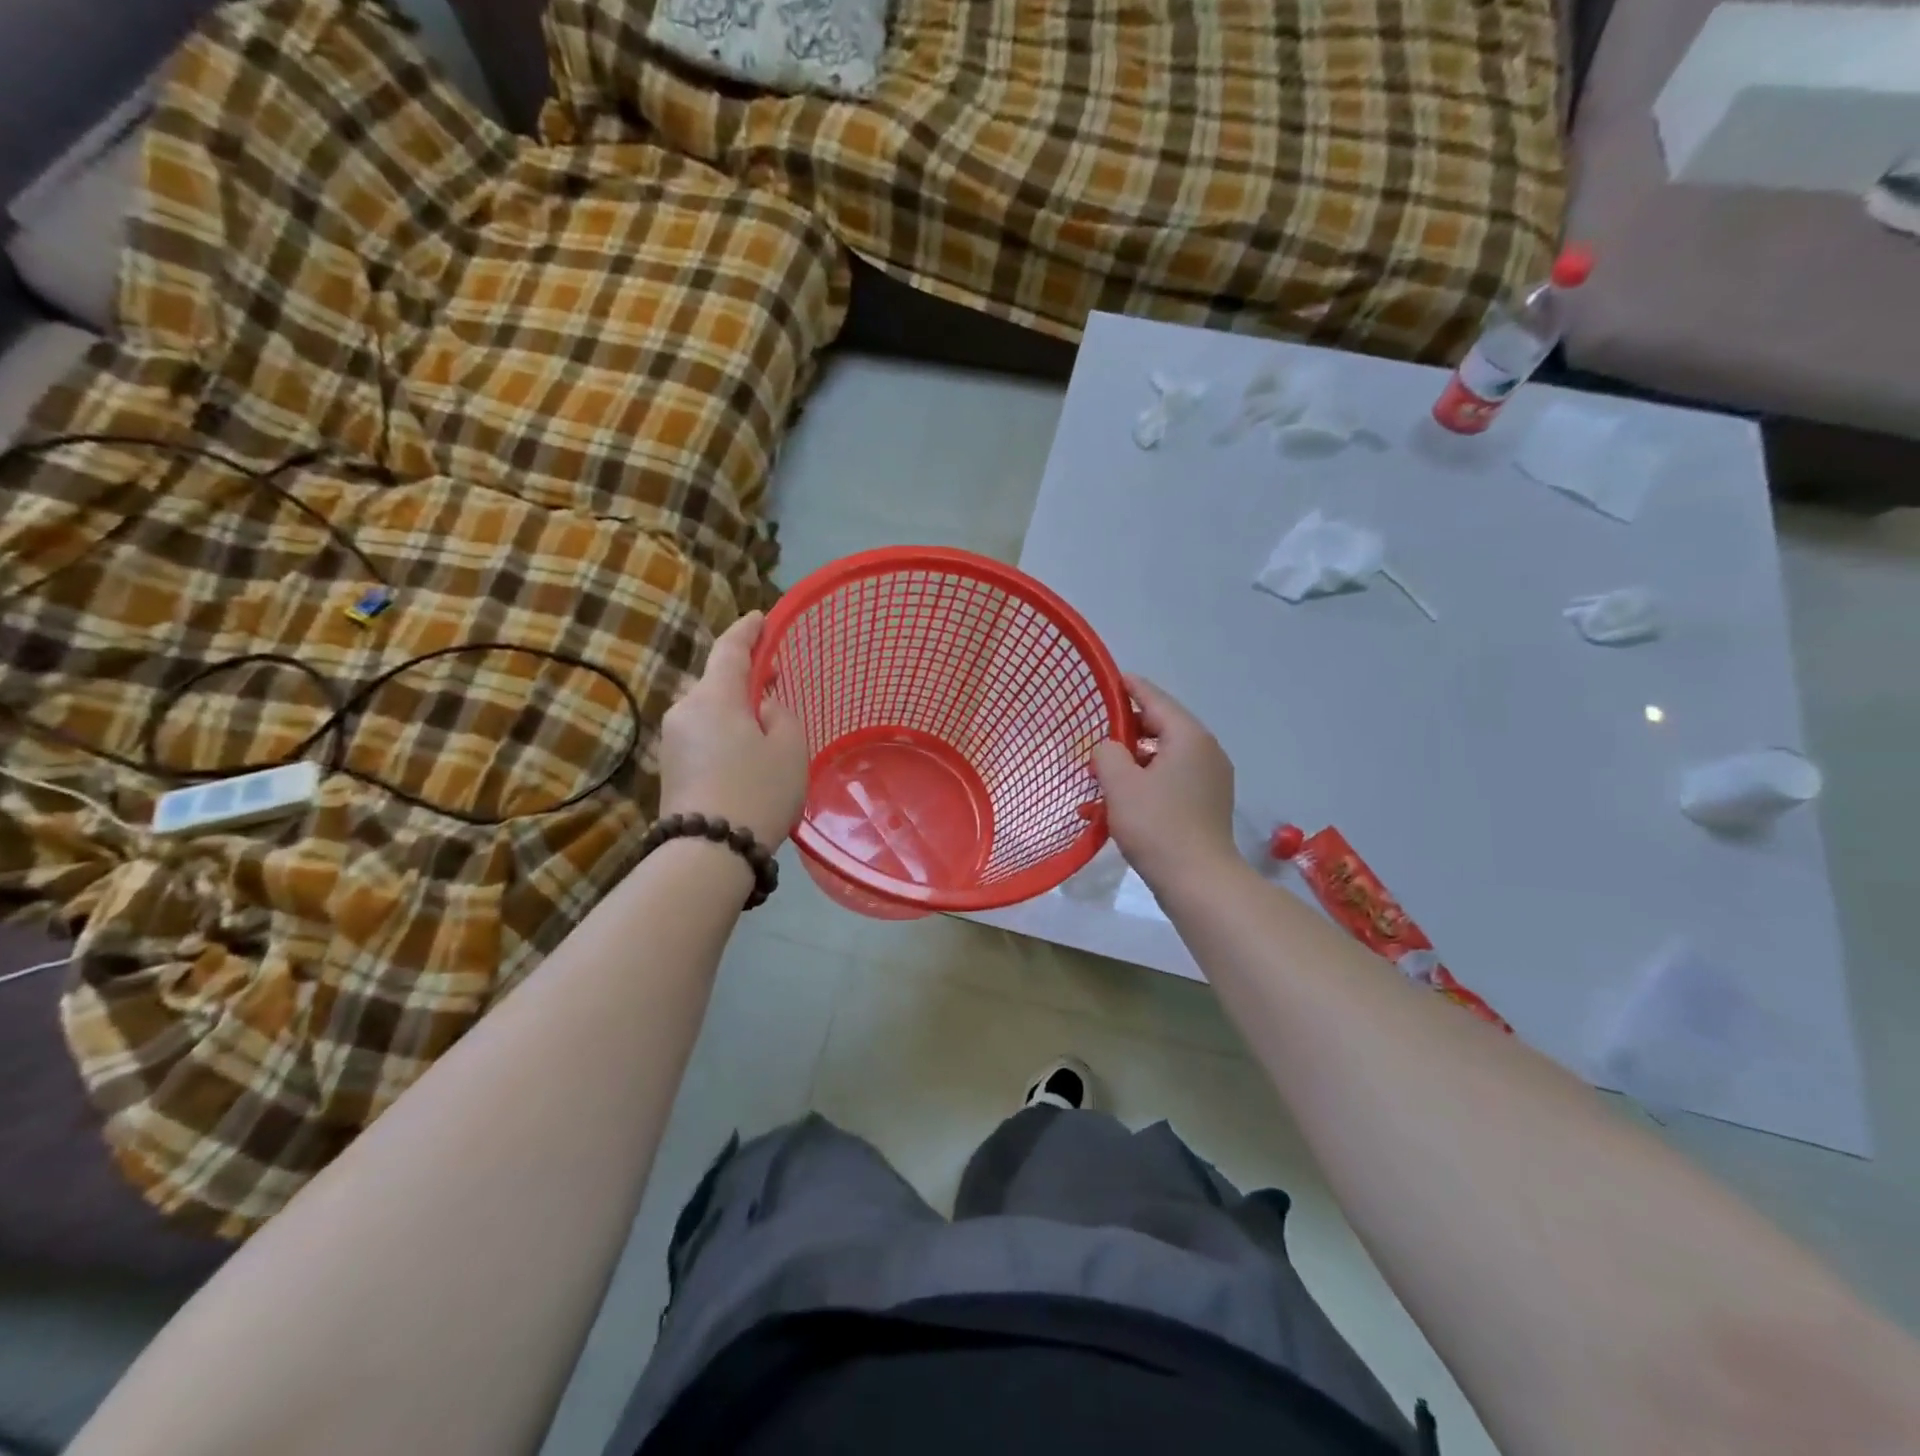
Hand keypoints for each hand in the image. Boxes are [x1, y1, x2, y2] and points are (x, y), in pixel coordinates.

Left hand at [659, 611, 808, 847]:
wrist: (708, 852)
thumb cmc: (758, 791)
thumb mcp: (789, 747)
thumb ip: (780, 713)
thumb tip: (760, 707)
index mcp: (714, 696)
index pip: (730, 649)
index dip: (748, 630)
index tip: (761, 618)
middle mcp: (685, 710)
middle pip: (717, 682)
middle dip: (744, 678)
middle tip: (775, 682)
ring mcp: (672, 741)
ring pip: (710, 712)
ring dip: (735, 711)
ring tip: (764, 729)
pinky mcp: (669, 768)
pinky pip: (703, 736)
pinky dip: (724, 734)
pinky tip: (744, 755)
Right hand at [1091, 675, 1237, 890]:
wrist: (1199, 880)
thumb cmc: (1157, 825)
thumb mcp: (1120, 784)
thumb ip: (1107, 752)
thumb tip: (1109, 747)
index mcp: (1188, 737)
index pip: (1155, 699)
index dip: (1129, 687)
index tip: (1109, 680)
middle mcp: (1206, 750)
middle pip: (1163, 725)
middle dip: (1130, 726)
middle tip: (1098, 729)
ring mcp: (1212, 778)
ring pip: (1168, 753)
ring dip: (1138, 755)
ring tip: (1108, 764)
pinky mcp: (1208, 802)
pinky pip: (1175, 775)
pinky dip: (1151, 775)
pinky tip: (1129, 792)